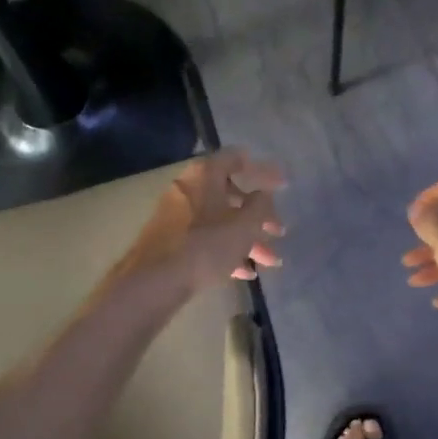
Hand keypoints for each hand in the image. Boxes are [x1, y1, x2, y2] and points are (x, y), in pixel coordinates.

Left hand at [121, 149, 284, 290]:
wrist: (155, 280)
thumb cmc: (206, 245)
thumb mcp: (245, 225)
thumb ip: (261, 206)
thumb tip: (263, 194)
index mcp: (205, 174)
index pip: (237, 159)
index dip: (263, 170)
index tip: (282, 184)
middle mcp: (188, 187)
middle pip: (231, 195)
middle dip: (259, 217)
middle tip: (278, 232)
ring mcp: (177, 214)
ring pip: (220, 221)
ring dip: (247, 239)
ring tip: (269, 262)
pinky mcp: (170, 239)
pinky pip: (205, 238)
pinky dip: (226, 250)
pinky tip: (244, 273)